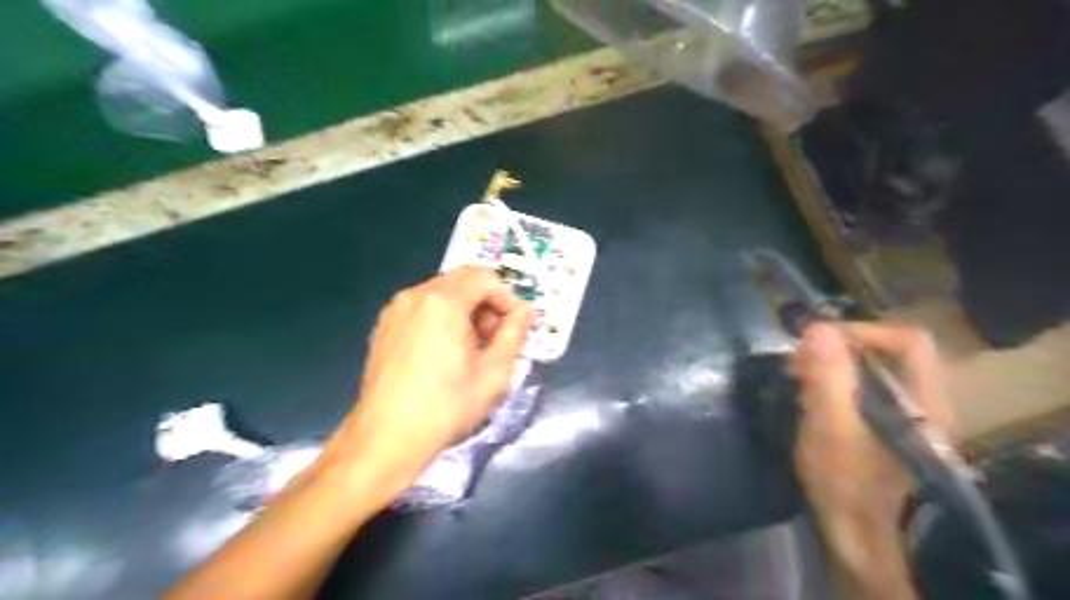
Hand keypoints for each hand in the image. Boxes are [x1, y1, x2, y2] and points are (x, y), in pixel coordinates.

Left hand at [318, 266, 533, 506]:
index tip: (514, 328)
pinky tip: (444, 352)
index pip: (485, 277)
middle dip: (487, 302)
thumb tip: (525, 311)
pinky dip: (443, 316)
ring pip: (443, 291)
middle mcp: (416, 295)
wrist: (385, 439)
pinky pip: (423, 306)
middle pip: (463, 279)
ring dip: (466, 309)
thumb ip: (514, 335)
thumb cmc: (445, 408)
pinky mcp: (385, 325)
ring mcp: (396, 309)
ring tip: (470, 348)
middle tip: (494, 338)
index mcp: (443, 303)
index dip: (507, 298)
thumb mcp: (493, 374)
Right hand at [787, 325, 957, 596]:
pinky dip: (833, 392)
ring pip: (870, 377)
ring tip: (796, 385)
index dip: (859, 331)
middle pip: (884, 356)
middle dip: (836, 353)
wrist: (868, 545)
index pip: (905, 340)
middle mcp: (921, 405)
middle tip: (796, 366)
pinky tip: (808, 407)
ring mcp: (905, 423)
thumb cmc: (851, 484)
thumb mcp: (831, 426)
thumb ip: (827, 375)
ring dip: (830, 372)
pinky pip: (861, 398)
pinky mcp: (887, 437)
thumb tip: (818, 327)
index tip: (815, 343)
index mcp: (920, 399)